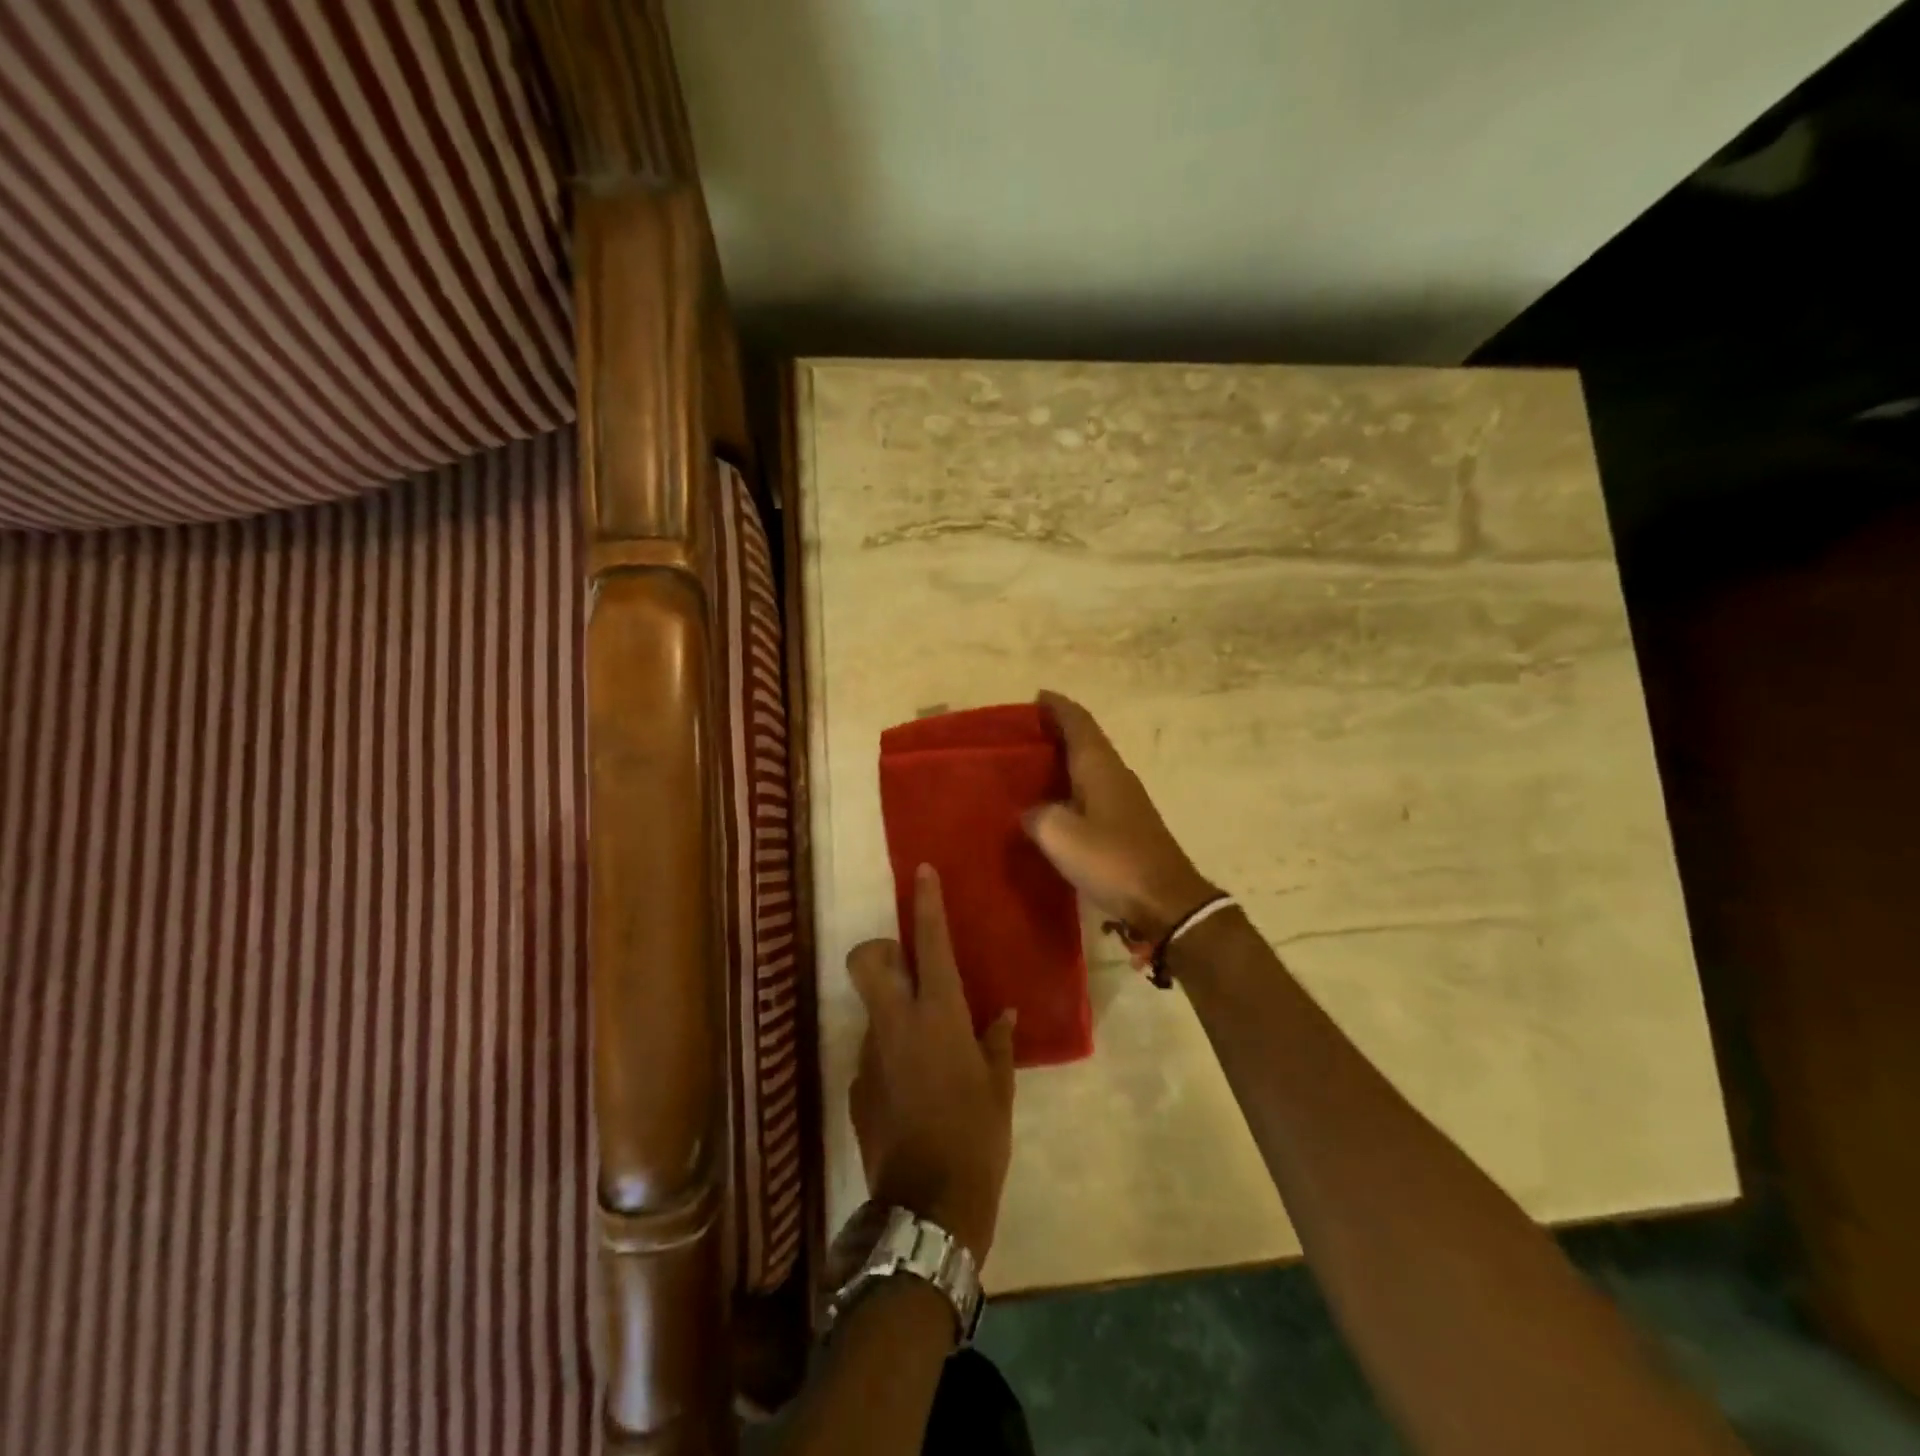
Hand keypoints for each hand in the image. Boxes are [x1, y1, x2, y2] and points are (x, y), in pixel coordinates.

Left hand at [847, 865, 1015, 1261]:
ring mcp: (870, 1055)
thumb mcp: (998, 1088)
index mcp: (938, 1016)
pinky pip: (874, 1053)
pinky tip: (914, 1090)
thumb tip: (1001, 1014)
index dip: (925, 904)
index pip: (930, 944)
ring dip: (893, 1012)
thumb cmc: (976, 1137)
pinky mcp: (857, 1087)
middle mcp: (896, 1025)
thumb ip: (997, 1043)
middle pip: (867, 961)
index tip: (922, 872)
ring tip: (927, 1050)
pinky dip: (891, 1055)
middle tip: (907, 968)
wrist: (928, 1207)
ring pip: (872, 1009)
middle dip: (879, 951)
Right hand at [1024, 690, 1218, 943]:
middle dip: (1059, 731)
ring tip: (1034, 765)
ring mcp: (1126, 800)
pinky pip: (1095, 792)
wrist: (1165, 902)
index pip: (1078, 722)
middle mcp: (1116, 774)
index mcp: (1100, 767)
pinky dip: (1074, 787)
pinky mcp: (1129, 824)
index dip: (1057, 707)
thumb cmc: (1112, 860)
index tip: (1037, 697)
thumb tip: (1033, 813)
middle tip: (1026, 733)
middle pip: (1087, 740)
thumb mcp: (1060, 836)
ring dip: (1067, 760)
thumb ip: (1038, 816)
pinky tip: (1057, 804)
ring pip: (1092, 766)